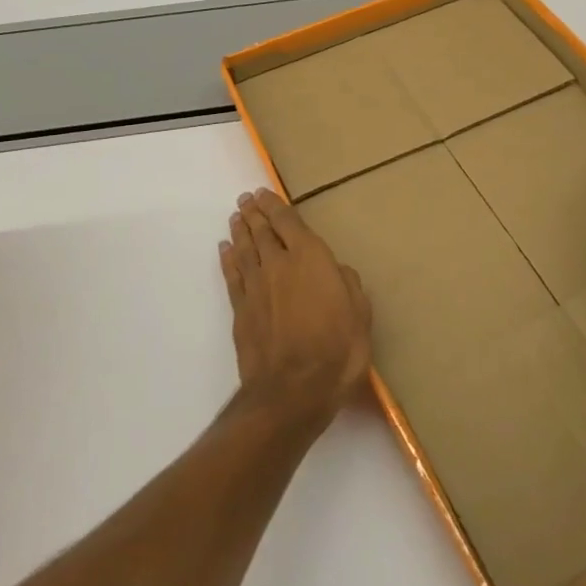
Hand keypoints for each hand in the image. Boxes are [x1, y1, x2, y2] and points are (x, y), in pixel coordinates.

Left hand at [220, 189, 372, 427]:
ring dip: (240, 230)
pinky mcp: (241, 310)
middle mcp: (278, 264)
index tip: (265, 193)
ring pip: (244, 249)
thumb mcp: (360, 315)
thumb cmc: (336, 350)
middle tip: (246, 199)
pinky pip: (232, 275)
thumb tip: (337, 270)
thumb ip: (348, 285)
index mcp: (309, 258)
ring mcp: (256, 287)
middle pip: (262, 231)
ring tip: (236, 217)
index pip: (288, 222)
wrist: (292, 391)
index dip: (275, 206)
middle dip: (254, 213)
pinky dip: (228, 259)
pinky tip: (225, 250)